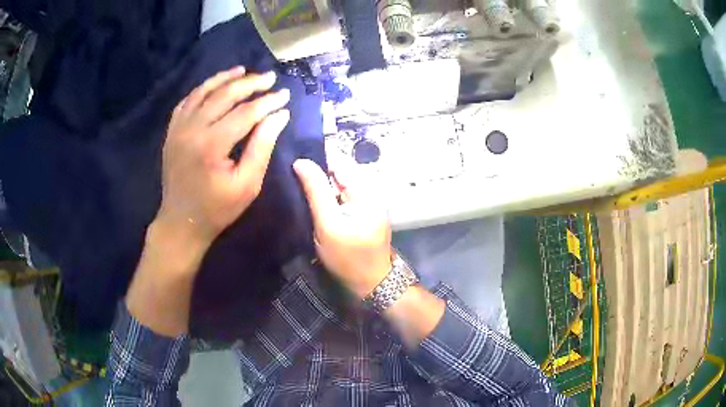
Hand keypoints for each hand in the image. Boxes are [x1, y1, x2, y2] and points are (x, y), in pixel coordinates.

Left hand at [155, 66, 290, 254]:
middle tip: (269, 77)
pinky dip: (202, 89)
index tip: (285, 95)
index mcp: (212, 145)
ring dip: (224, 78)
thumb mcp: (247, 184)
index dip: (268, 101)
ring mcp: (178, 128)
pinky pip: (187, 101)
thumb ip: (263, 147)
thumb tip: (280, 115)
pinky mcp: (172, 131)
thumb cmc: (217, 209)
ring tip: (243, 71)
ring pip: (203, 92)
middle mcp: (192, 129)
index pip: (245, 112)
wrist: (181, 223)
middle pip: (224, 95)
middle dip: (250, 83)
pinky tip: (215, 85)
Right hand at [293, 159, 391, 298]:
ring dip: (322, 188)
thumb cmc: (348, 257)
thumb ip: (316, 191)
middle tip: (296, 186)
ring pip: (339, 184)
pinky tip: (317, 207)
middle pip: (339, 171)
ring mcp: (368, 201)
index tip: (294, 170)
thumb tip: (301, 162)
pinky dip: (329, 198)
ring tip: (303, 195)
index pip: (338, 161)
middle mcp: (369, 190)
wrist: (372, 283)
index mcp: (365, 189)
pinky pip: (342, 196)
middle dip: (318, 176)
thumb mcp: (328, 224)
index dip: (316, 162)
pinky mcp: (363, 212)